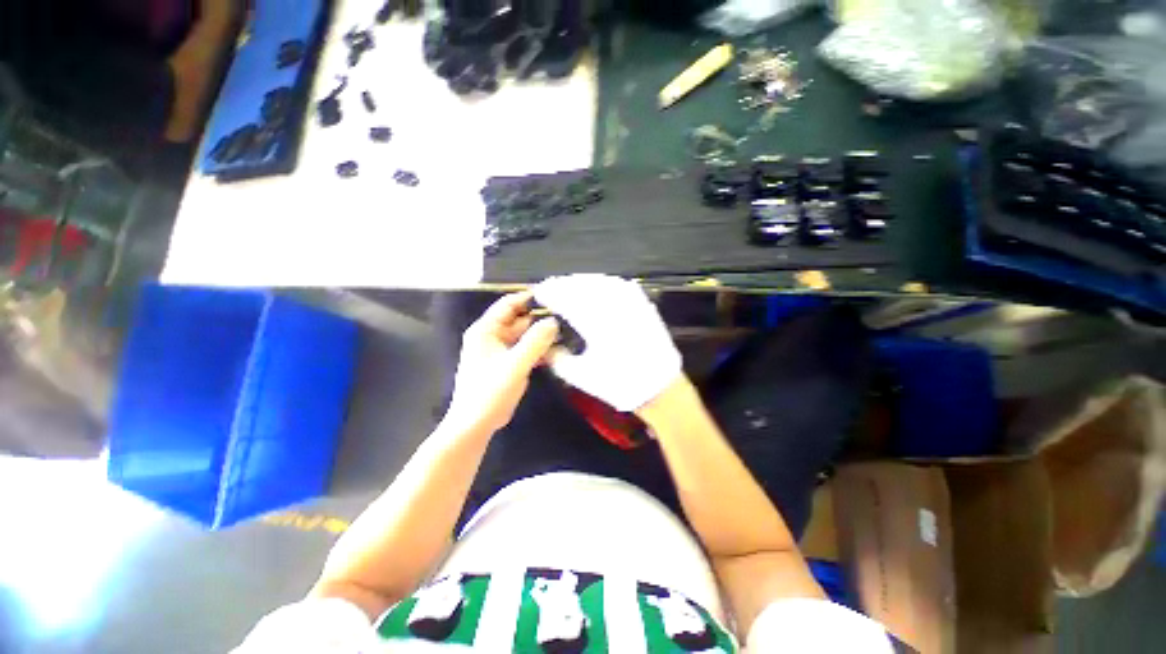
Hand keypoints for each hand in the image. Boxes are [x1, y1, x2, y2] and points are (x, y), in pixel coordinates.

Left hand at [444, 292, 558, 433]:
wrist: (476, 424)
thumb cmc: (490, 392)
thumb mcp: (515, 364)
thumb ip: (535, 342)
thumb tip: (553, 322)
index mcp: (486, 330)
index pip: (508, 304)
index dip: (529, 298)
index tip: (553, 296)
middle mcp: (492, 336)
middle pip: (519, 320)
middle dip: (540, 319)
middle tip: (565, 318)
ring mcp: (500, 351)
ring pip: (525, 336)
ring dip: (542, 336)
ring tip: (565, 334)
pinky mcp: (507, 364)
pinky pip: (525, 350)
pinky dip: (539, 350)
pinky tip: (556, 352)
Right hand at [533, 275, 681, 412]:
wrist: (661, 388)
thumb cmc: (620, 385)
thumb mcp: (582, 377)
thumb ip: (558, 360)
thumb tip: (544, 345)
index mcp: (597, 327)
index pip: (568, 301)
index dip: (552, 293)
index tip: (540, 292)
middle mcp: (615, 310)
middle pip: (584, 287)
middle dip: (564, 283)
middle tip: (551, 286)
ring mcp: (632, 306)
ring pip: (603, 282)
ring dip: (582, 280)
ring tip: (569, 282)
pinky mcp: (644, 306)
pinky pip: (622, 286)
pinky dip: (605, 281)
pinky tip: (598, 283)